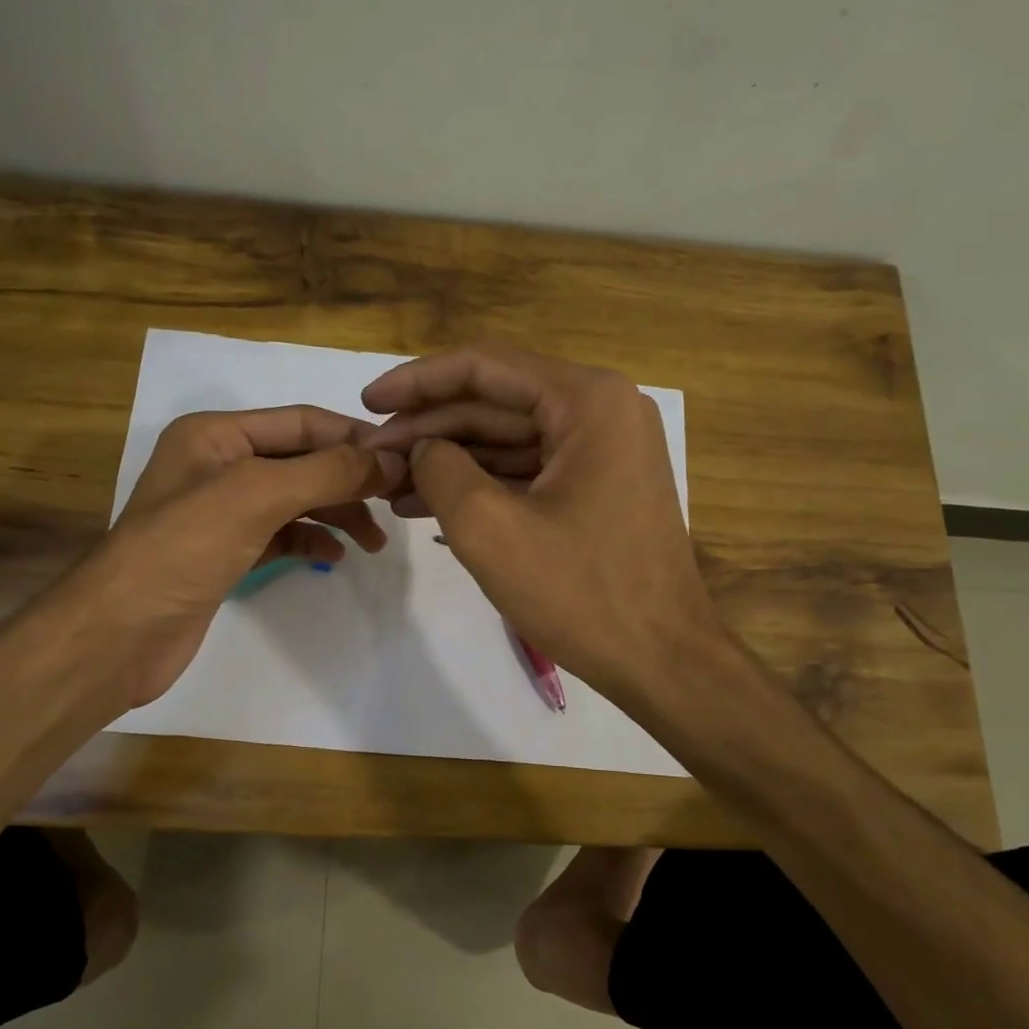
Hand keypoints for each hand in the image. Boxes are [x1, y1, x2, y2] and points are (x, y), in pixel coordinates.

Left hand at [69, 406, 402, 710]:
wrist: (122, 632)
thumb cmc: (185, 548)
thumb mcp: (259, 495)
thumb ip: (328, 471)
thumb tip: (392, 458)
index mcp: (217, 433)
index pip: (302, 421)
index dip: (354, 438)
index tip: (405, 460)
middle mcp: (218, 464)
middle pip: (302, 460)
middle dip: (349, 480)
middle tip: (397, 504)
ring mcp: (221, 511)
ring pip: (295, 500)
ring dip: (337, 514)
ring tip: (374, 542)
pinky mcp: (225, 552)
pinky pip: (281, 534)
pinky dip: (310, 540)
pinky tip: (334, 556)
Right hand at [361, 345, 716, 701]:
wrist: (662, 661)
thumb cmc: (580, 593)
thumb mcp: (489, 528)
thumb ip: (439, 470)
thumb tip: (420, 448)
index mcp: (588, 400)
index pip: (484, 368)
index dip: (417, 382)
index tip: (366, 401)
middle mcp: (603, 410)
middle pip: (496, 402)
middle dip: (429, 429)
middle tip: (372, 456)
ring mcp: (604, 450)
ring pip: (508, 439)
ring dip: (449, 460)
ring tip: (389, 486)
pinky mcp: (599, 487)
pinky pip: (528, 471)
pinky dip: (481, 485)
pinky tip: (429, 505)